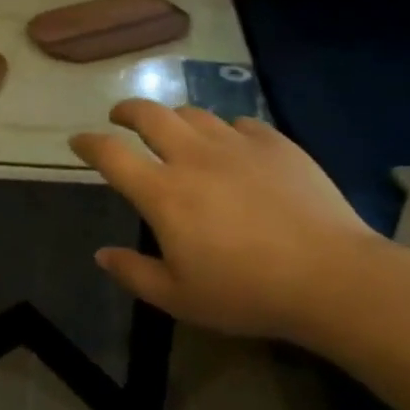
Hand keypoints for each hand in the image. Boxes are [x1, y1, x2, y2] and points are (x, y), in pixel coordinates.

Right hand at [70, 100, 383, 340]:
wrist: (331, 276)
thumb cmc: (247, 292)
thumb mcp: (180, 299)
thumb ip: (134, 274)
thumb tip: (102, 254)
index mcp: (163, 191)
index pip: (111, 154)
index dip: (88, 143)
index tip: (77, 141)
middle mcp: (194, 156)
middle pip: (149, 114)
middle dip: (127, 110)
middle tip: (120, 117)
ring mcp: (237, 144)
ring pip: (194, 113)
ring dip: (174, 118)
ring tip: (174, 130)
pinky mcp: (275, 143)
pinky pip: (240, 124)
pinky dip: (225, 131)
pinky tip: (232, 146)